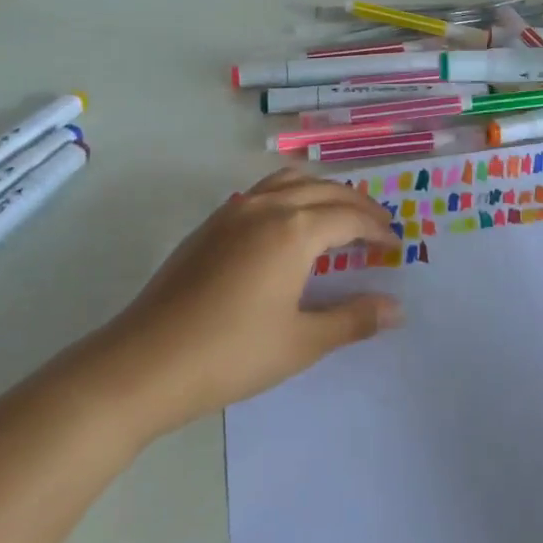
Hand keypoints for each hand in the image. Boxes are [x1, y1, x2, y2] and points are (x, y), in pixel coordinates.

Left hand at [96, 169, 402, 438]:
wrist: (146, 361)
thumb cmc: (231, 354)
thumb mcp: (301, 342)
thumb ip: (352, 319)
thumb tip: (396, 308)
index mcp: (294, 230)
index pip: (348, 217)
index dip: (376, 228)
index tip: (394, 244)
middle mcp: (267, 207)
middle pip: (323, 190)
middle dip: (356, 204)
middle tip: (377, 225)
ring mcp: (234, 210)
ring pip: (290, 181)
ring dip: (321, 191)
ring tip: (338, 215)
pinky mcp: (211, 223)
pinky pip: (263, 191)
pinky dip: (291, 195)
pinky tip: (290, 226)